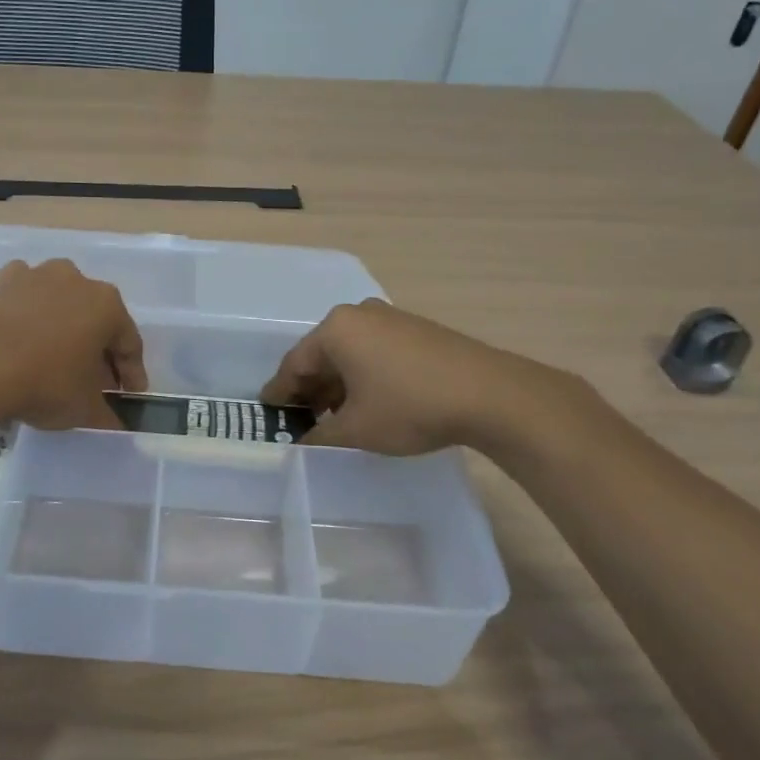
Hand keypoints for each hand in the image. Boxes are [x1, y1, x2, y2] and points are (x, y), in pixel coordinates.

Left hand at [0, 259, 147, 429]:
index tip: (129, 395)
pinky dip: (27, 315)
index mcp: (107, 305)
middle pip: (95, 319)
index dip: (132, 373)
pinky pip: (24, 299)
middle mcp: (76, 279)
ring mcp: (36, 275)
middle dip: (97, 349)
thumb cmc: (45, 383)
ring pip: (59, 303)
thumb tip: (114, 423)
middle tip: (93, 380)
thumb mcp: (84, 409)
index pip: (129, 343)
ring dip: (62, 327)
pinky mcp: (0, 280)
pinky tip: (21, 339)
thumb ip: (106, 415)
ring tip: (54, 358)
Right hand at [261, 298, 590, 455]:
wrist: (490, 395)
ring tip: (335, 418)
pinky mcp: (417, 330)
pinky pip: (376, 352)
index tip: (270, 413)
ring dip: (338, 385)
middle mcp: (360, 314)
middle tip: (302, 420)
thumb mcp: (356, 430)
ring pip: (350, 354)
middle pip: (322, 355)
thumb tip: (301, 444)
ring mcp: (392, 318)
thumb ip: (319, 437)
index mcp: (336, 330)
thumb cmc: (409, 407)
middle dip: (311, 389)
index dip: (280, 393)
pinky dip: (364, 376)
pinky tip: (369, 402)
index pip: (295, 364)